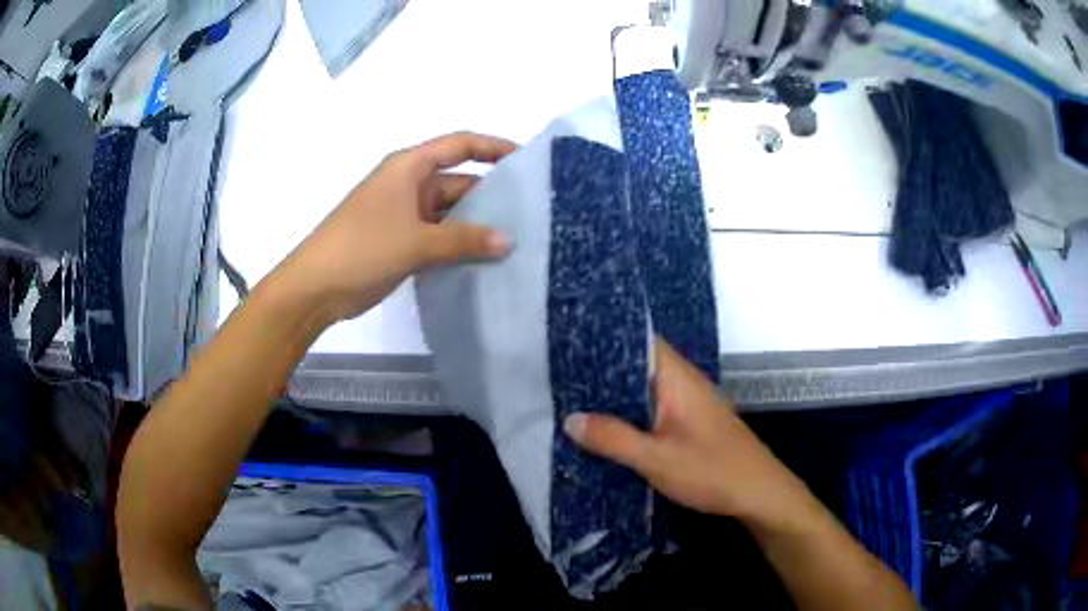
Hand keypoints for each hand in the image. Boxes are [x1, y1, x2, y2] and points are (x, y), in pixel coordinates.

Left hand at [273, 132, 515, 324]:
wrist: (315, 287)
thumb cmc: (363, 248)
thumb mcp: (417, 241)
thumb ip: (465, 240)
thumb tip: (508, 242)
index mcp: (410, 167)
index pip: (460, 145)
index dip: (494, 147)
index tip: (527, 160)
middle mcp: (409, 184)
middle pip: (458, 180)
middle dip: (491, 195)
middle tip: (531, 213)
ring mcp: (404, 214)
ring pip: (449, 212)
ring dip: (475, 225)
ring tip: (515, 239)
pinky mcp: (400, 241)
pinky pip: (438, 235)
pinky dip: (458, 245)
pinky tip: (484, 259)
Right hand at [564, 339, 818, 530]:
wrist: (758, 493)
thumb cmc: (711, 471)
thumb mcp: (656, 458)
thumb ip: (613, 438)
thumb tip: (570, 419)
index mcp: (678, 379)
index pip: (640, 341)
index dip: (606, 340)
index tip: (569, 345)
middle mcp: (685, 382)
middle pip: (640, 364)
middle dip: (603, 370)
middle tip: (560, 376)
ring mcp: (691, 402)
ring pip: (647, 388)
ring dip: (616, 395)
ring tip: (573, 399)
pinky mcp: (692, 422)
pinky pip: (655, 407)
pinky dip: (632, 413)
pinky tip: (609, 428)